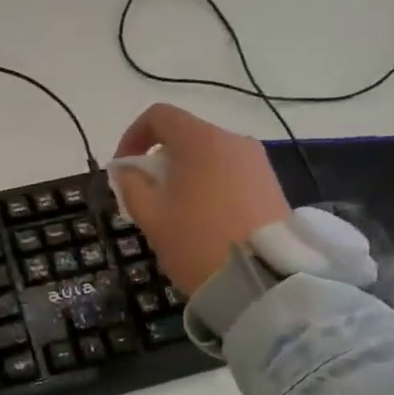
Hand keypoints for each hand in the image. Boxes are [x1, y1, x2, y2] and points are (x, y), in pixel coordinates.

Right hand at [112, 104, 290, 293]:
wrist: (261, 279)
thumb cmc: (196, 241)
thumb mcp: (150, 216)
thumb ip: (131, 185)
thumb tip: (126, 169)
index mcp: (201, 140)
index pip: (159, 116)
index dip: (132, 136)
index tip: (122, 169)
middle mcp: (233, 141)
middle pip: (186, 137)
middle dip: (160, 161)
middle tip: (147, 198)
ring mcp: (257, 163)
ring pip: (209, 158)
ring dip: (185, 176)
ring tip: (176, 214)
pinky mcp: (271, 186)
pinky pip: (230, 175)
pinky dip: (209, 188)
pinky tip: (204, 222)